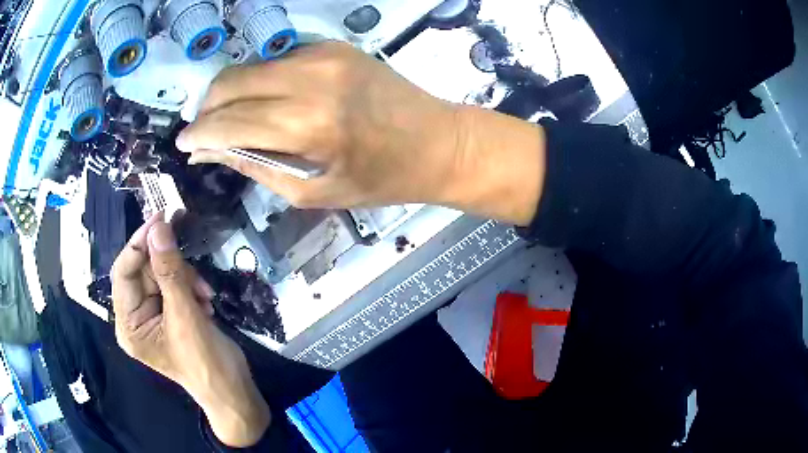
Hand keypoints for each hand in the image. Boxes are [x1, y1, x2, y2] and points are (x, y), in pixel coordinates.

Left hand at [111, 214, 269, 446]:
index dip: (139, 244)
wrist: (234, 391)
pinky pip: (173, 285)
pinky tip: (206, 302)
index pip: (123, 273)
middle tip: (195, 274)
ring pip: (161, 275)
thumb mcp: (186, 316)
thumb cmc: (206, 363)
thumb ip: (170, 271)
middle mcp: (135, 318)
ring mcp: (152, 316)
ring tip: (205, 296)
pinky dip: (191, 288)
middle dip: (171, 269)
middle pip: (143, 271)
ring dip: (185, 279)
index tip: (161, 218)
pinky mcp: (168, 314)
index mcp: (129, 324)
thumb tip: (158, 227)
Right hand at [177, 41, 545, 225]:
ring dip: (232, 93)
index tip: (184, 143)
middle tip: (204, 131)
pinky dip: (262, 81)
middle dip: (207, 108)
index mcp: (308, 125)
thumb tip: (210, 151)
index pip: (229, 121)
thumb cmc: (380, 179)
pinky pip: (278, 61)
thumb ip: (254, 165)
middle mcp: (311, 79)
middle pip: (231, 81)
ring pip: (251, 67)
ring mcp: (323, 55)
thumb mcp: (312, 191)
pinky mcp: (333, 46)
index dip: (198, 133)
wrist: (437, 141)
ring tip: (234, 119)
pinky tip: (268, 102)